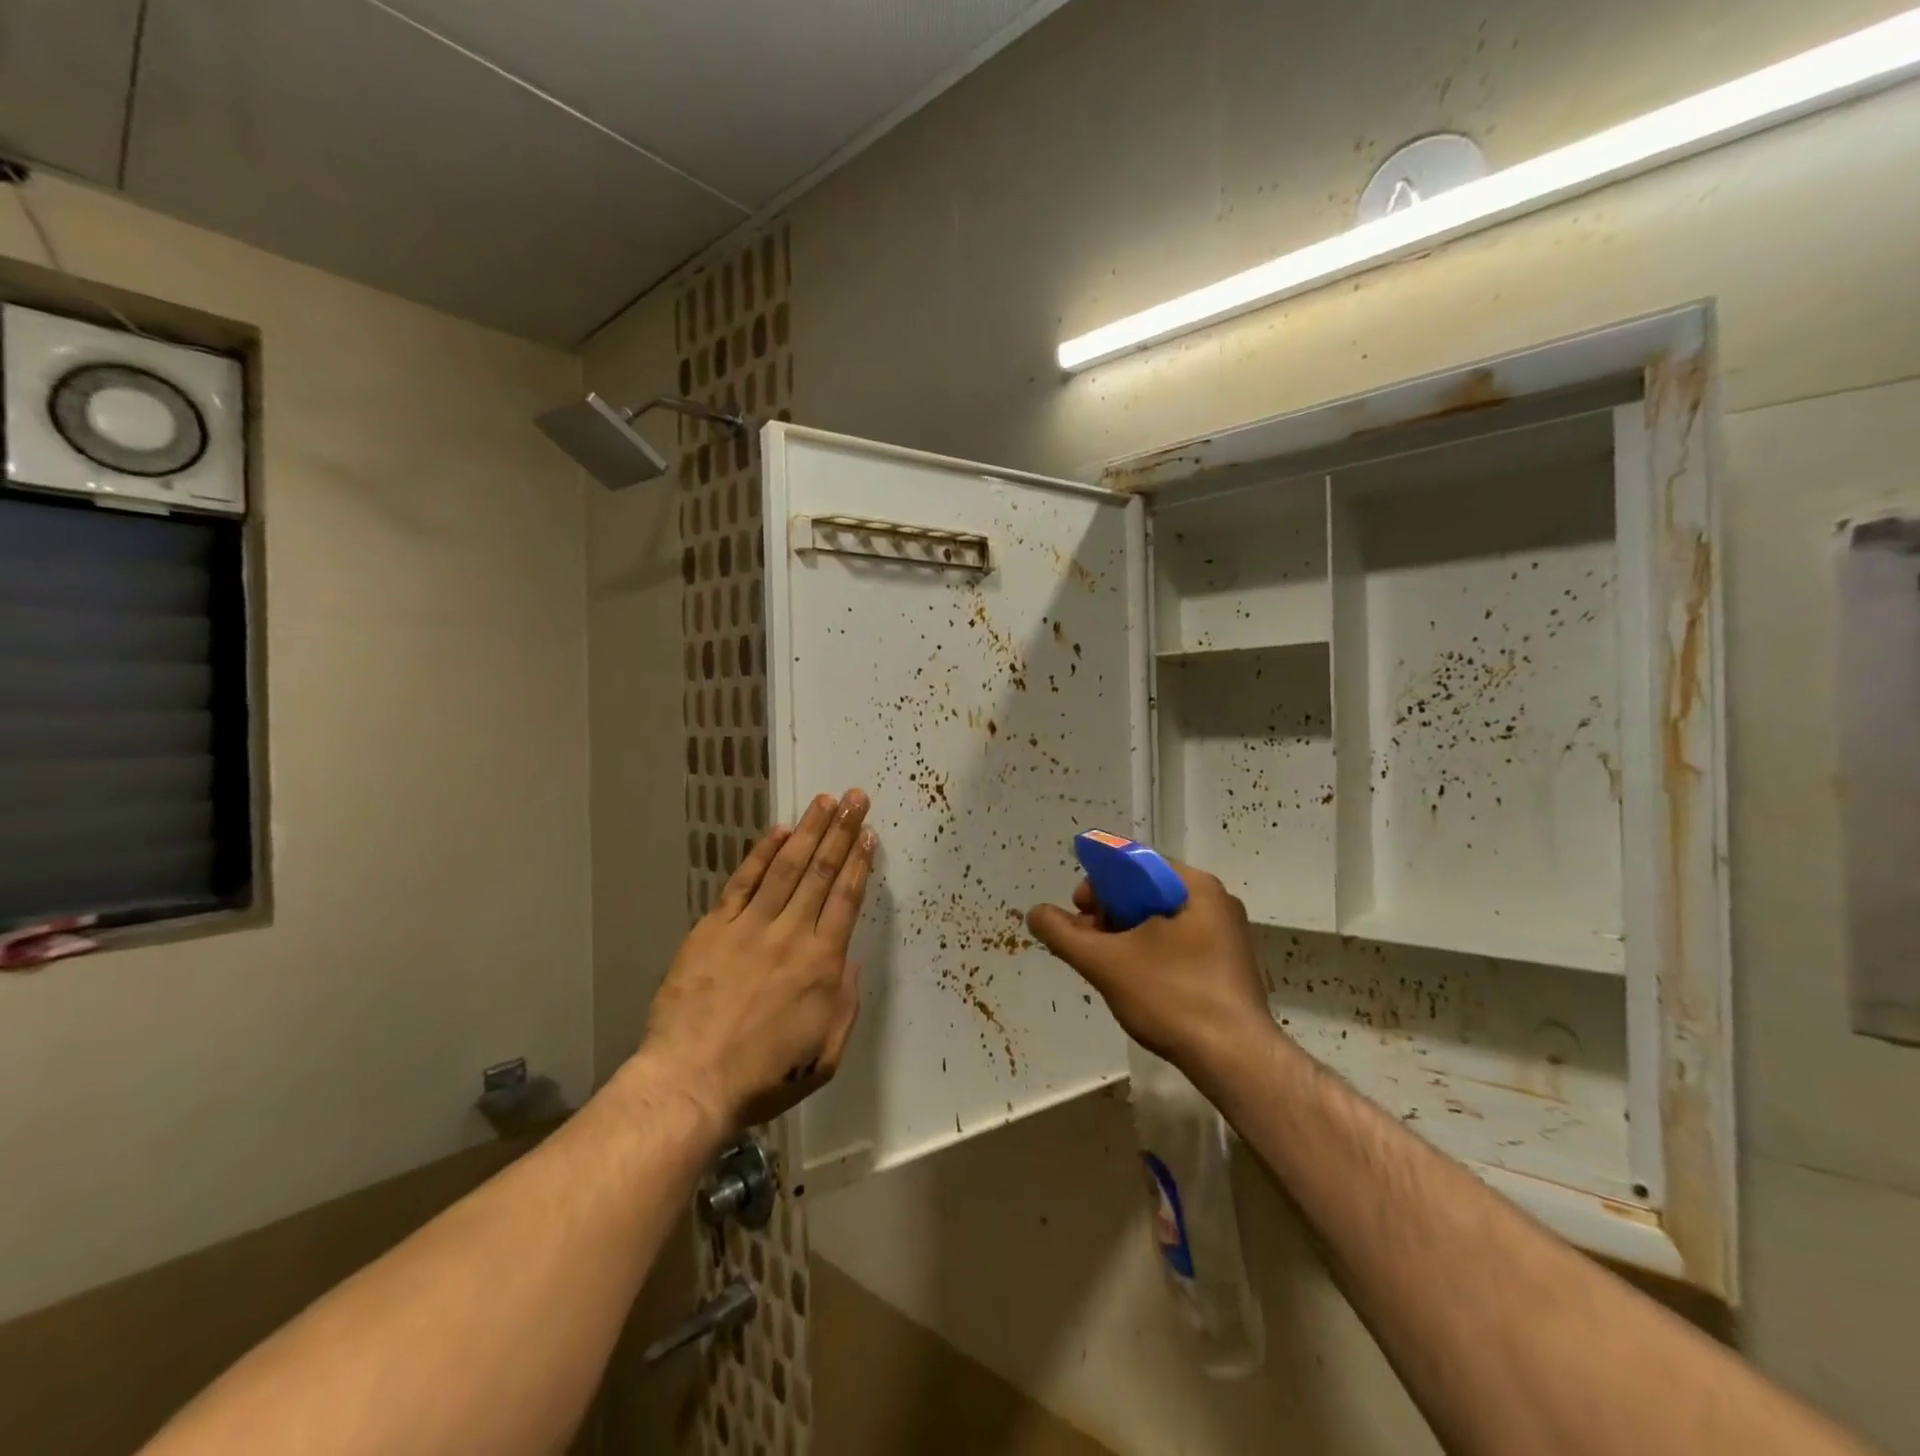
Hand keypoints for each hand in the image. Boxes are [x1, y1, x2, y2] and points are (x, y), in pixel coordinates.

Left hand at [642, 790, 875, 1131]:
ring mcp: (750, 927)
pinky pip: (742, 882)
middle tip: (854, 797)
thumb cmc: (765, 1076)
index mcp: (822, 963)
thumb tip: (850, 961)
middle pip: (821, 872)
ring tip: (824, 801)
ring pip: (787, 867)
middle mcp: (791, 934)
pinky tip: (778, 832)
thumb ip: (845, 1003)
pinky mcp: (714, 929)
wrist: (691, 1081)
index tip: (868, 834)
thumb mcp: (825, 1054)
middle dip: (841, 830)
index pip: (846, 898)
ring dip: (808, 831)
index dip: (859, 862)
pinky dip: (761, 854)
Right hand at [1027, 861, 1270, 1078]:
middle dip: (1109, 911)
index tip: (1078, 909)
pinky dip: (1149, 951)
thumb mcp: (1106, 963)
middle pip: (1147, 890)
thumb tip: (1035, 913)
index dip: (1099, 881)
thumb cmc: (1172, 998)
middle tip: (1087, 941)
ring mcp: (1226, 934)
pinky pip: (1178, 942)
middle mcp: (1215, 901)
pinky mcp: (1227, 965)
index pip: (1135, 863)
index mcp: (1194, 886)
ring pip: (1160, 919)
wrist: (1235, 1060)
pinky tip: (1133, 979)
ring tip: (1104, 963)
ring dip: (1125, 934)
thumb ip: (1064, 934)